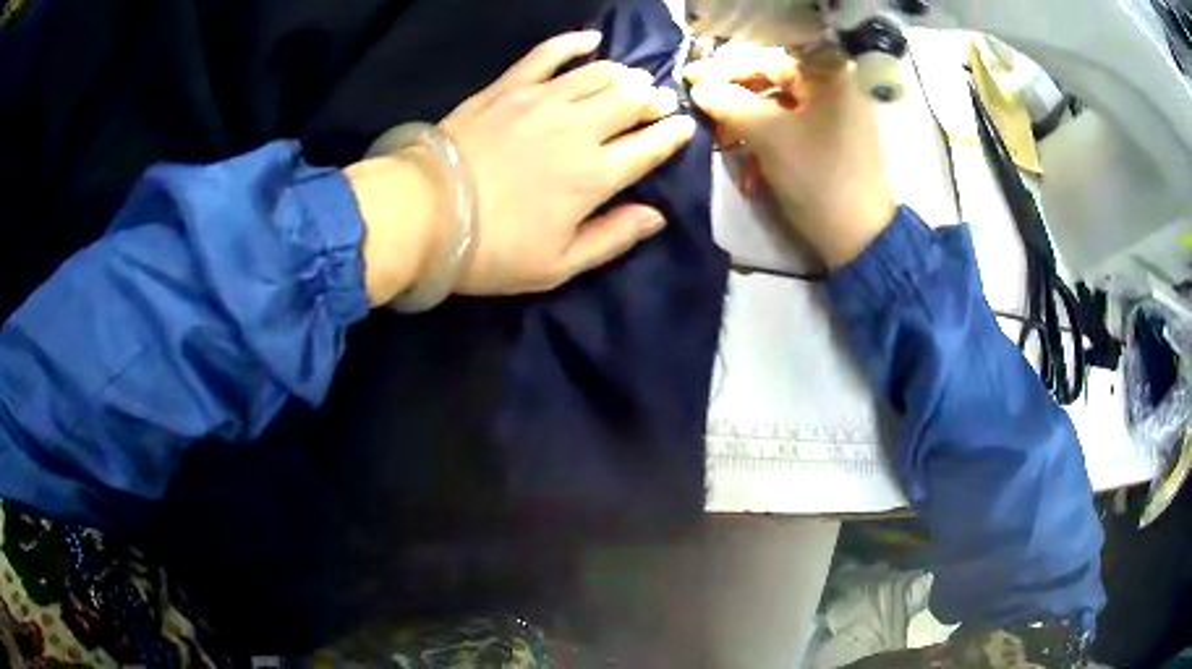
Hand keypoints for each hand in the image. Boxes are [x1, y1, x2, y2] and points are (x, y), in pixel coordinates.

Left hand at [350, 31, 696, 304]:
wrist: (424, 214)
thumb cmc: (492, 250)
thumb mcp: (558, 265)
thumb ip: (613, 238)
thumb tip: (656, 217)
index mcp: (595, 175)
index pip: (650, 145)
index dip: (673, 134)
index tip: (683, 127)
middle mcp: (578, 128)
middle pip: (631, 100)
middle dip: (652, 100)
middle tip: (654, 105)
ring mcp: (542, 101)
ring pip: (600, 74)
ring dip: (624, 75)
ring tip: (630, 81)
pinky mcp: (509, 87)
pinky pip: (548, 53)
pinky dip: (573, 43)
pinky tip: (590, 40)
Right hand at [686, 43, 896, 268]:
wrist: (859, 238)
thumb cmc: (817, 177)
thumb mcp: (768, 135)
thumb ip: (729, 104)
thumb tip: (697, 88)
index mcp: (831, 75)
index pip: (768, 59)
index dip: (726, 68)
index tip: (689, 78)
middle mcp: (837, 86)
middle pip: (774, 81)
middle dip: (736, 96)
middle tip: (701, 106)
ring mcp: (838, 114)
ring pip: (780, 105)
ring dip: (747, 120)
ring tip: (720, 136)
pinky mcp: (834, 139)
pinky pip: (793, 125)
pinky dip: (768, 135)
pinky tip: (745, 152)